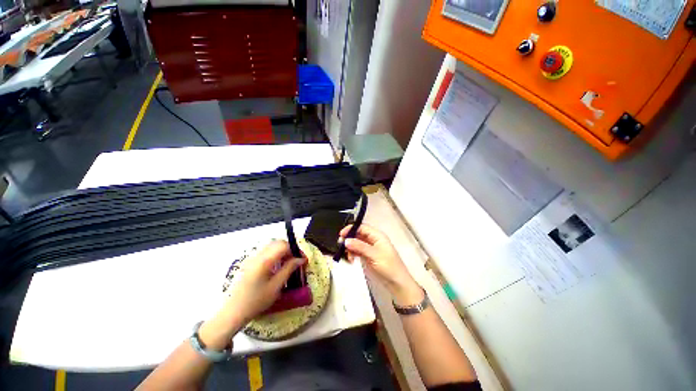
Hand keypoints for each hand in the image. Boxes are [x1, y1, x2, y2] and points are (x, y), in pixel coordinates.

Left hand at [199, 241, 304, 349]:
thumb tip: (300, 259)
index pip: (283, 245)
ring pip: (271, 246)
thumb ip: (289, 269)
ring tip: (288, 264)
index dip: (295, 250)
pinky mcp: (249, 262)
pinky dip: (274, 255)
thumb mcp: (276, 286)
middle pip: (277, 243)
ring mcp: (252, 258)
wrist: (232, 312)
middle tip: (296, 260)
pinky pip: (265, 252)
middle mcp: (257, 255)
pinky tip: (276, 267)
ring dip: (282, 251)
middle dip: (289, 249)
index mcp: (264, 261)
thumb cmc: (256, 301)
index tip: (302, 259)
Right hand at [339, 224, 422, 306]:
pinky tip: (351, 259)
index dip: (351, 229)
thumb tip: (346, 240)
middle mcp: (373, 240)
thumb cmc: (388, 266)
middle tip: (341, 245)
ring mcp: (371, 248)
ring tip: (347, 255)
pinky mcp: (369, 256)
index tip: (341, 234)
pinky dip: (353, 253)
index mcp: (377, 236)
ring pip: (357, 243)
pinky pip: (358, 251)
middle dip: (350, 239)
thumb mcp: (374, 255)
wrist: (397, 283)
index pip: (362, 227)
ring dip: (351, 247)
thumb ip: (360, 246)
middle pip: (359, 234)